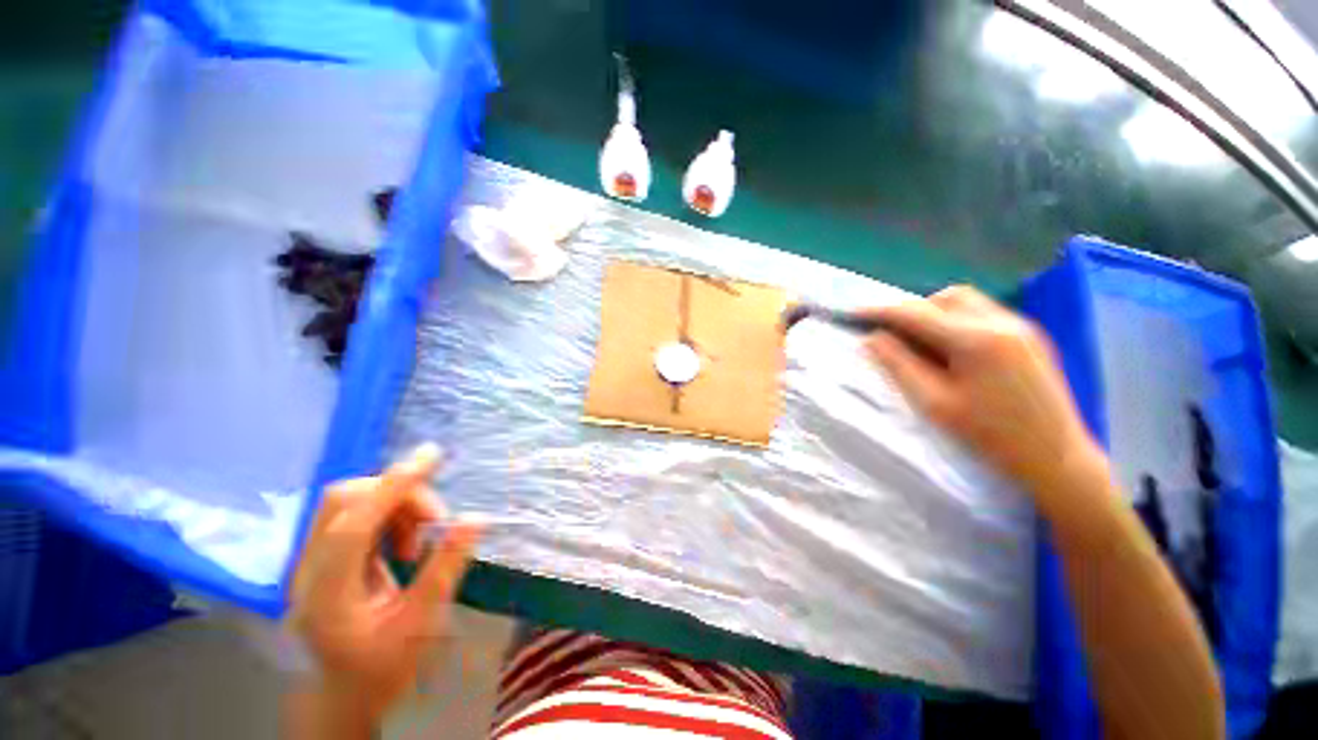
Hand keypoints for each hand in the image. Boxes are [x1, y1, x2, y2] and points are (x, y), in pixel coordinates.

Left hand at [288, 443, 482, 724]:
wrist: (345, 692)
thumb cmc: (383, 667)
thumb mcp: (420, 623)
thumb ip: (445, 567)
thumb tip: (476, 519)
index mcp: (326, 596)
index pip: (352, 525)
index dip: (393, 487)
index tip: (431, 456)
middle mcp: (307, 571)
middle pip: (345, 500)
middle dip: (398, 495)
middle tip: (435, 520)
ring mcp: (309, 562)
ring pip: (350, 502)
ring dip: (394, 504)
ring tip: (421, 536)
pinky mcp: (322, 556)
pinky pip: (355, 513)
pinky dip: (387, 513)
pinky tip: (404, 540)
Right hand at [864, 285, 1098, 493]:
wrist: (1056, 456)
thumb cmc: (990, 436)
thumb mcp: (935, 404)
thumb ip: (900, 365)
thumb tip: (873, 338)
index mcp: (975, 340)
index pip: (916, 314)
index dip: (881, 311)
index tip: (855, 313)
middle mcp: (1001, 322)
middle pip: (944, 297)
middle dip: (913, 310)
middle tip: (893, 334)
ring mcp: (1020, 325)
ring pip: (966, 300)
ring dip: (936, 312)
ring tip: (922, 341)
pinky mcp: (1030, 335)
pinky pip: (984, 312)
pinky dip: (958, 320)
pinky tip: (953, 347)